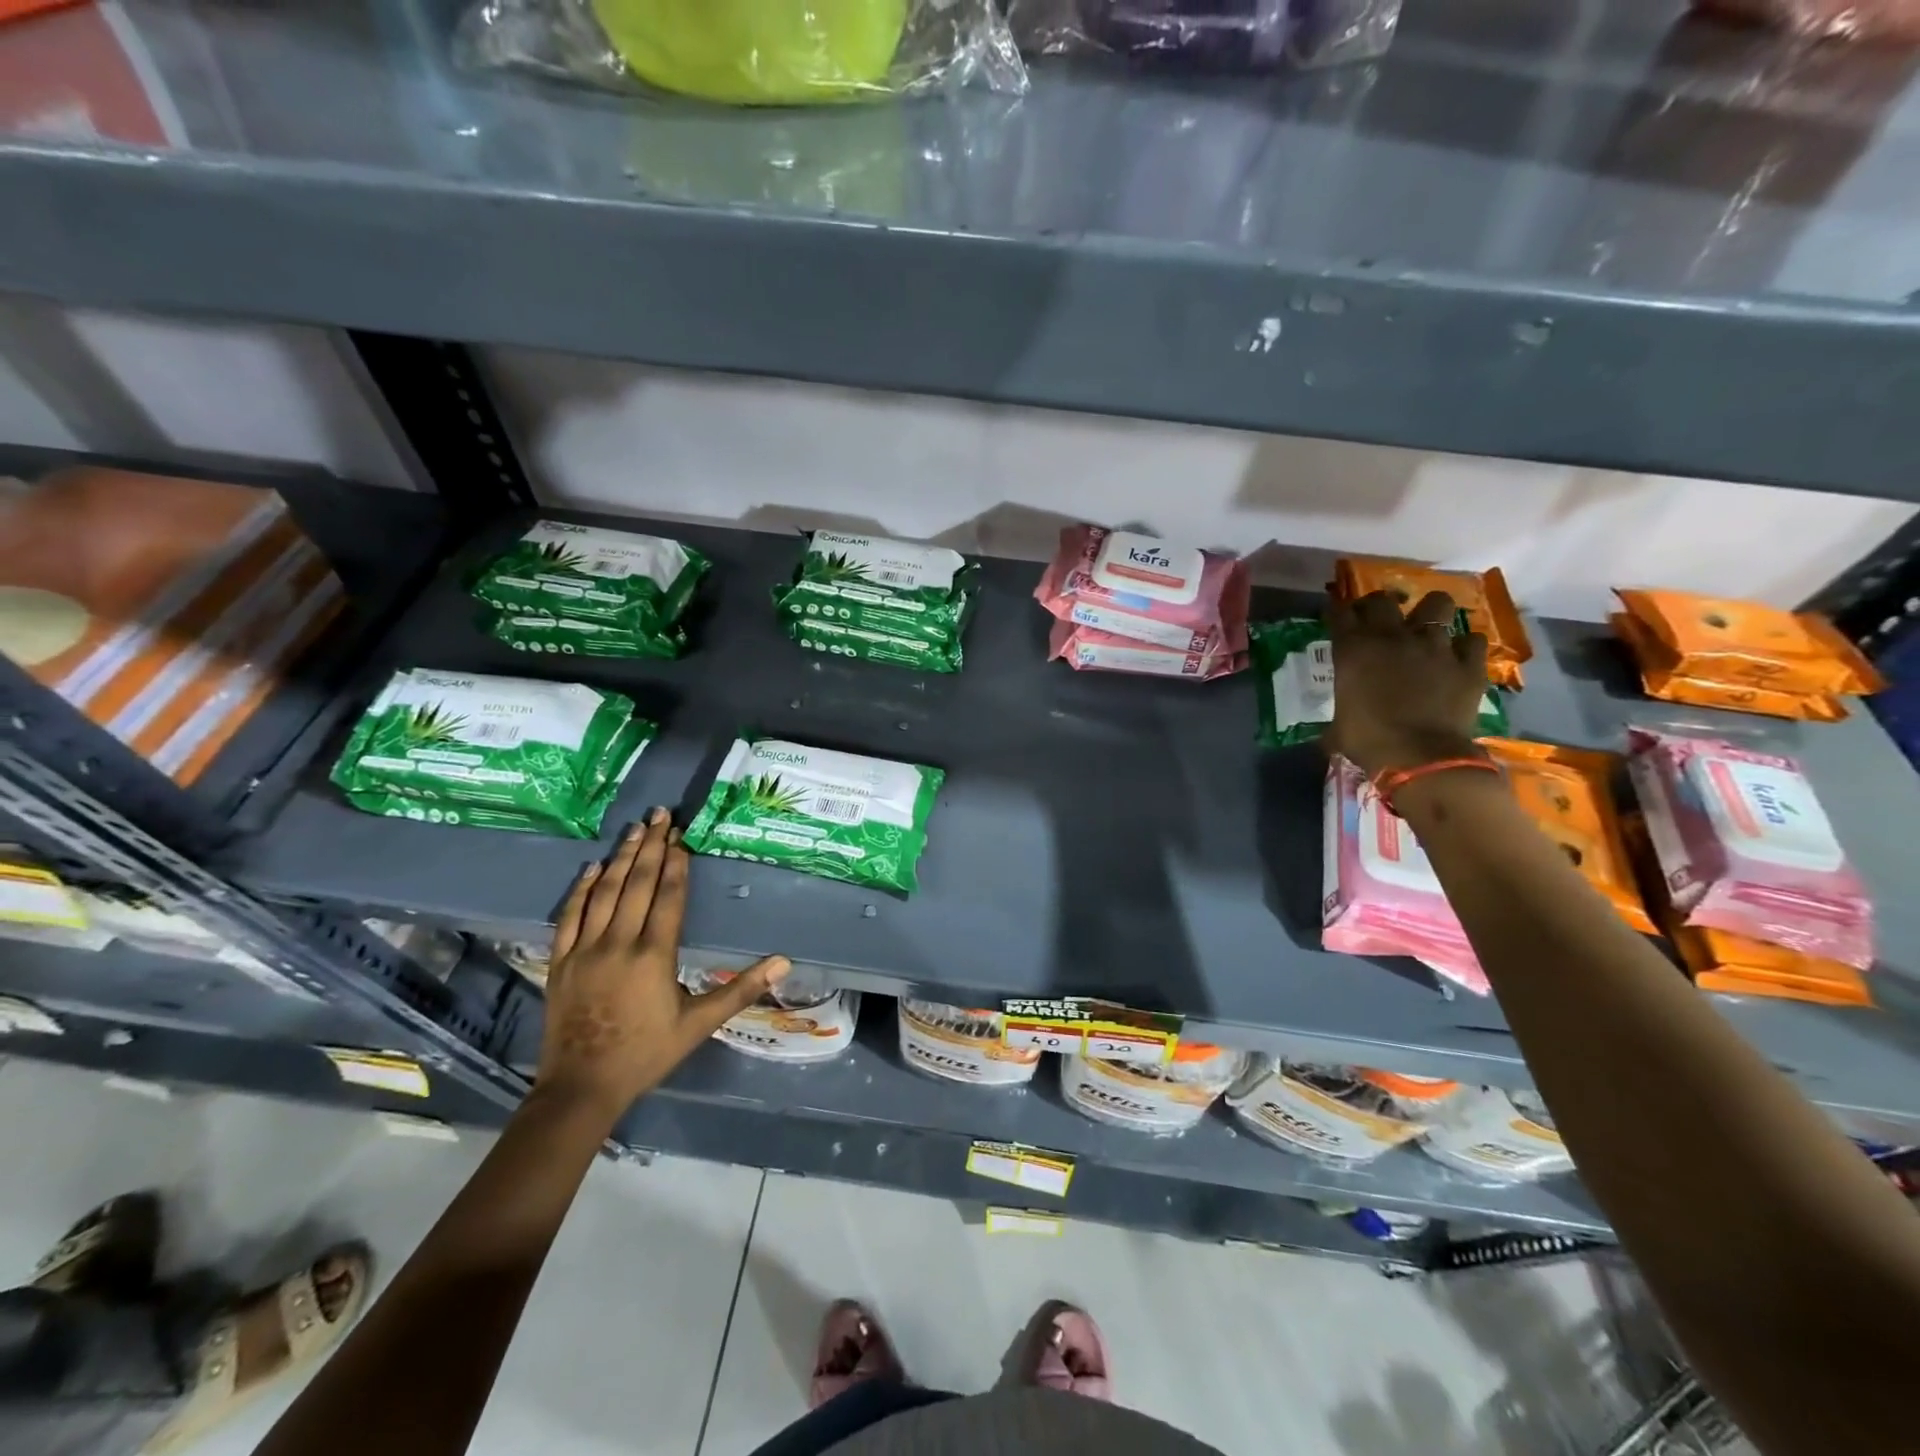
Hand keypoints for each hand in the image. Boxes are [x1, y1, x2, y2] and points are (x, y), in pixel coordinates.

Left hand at [537, 808, 788, 1118]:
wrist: (581, 1088)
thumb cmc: (647, 1053)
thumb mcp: (700, 1024)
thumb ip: (741, 989)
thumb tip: (785, 961)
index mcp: (654, 955)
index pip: (667, 897)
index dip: (675, 865)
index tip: (681, 836)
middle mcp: (618, 943)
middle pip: (636, 884)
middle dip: (650, 846)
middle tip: (659, 814)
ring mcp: (584, 950)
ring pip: (604, 892)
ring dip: (620, 857)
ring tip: (634, 828)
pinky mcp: (560, 961)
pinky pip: (569, 916)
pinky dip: (581, 889)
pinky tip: (592, 868)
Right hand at [1327, 589, 1489, 775]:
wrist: (1420, 758)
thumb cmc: (1369, 742)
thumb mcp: (1337, 726)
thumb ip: (1340, 711)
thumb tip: (1330, 731)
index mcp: (1354, 650)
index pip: (1339, 613)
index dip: (1337, 610)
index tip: (1337, 614)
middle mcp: (1393, 638)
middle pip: (1382, 600)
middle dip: (1377, 605)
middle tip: (1377, 619)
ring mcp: (1435, 646)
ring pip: (1437, 603)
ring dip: (1430, 612)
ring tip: (1425, 626)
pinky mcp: (1468, 663)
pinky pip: (1471, 640)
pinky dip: (1464, 645)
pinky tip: (1458, 655)